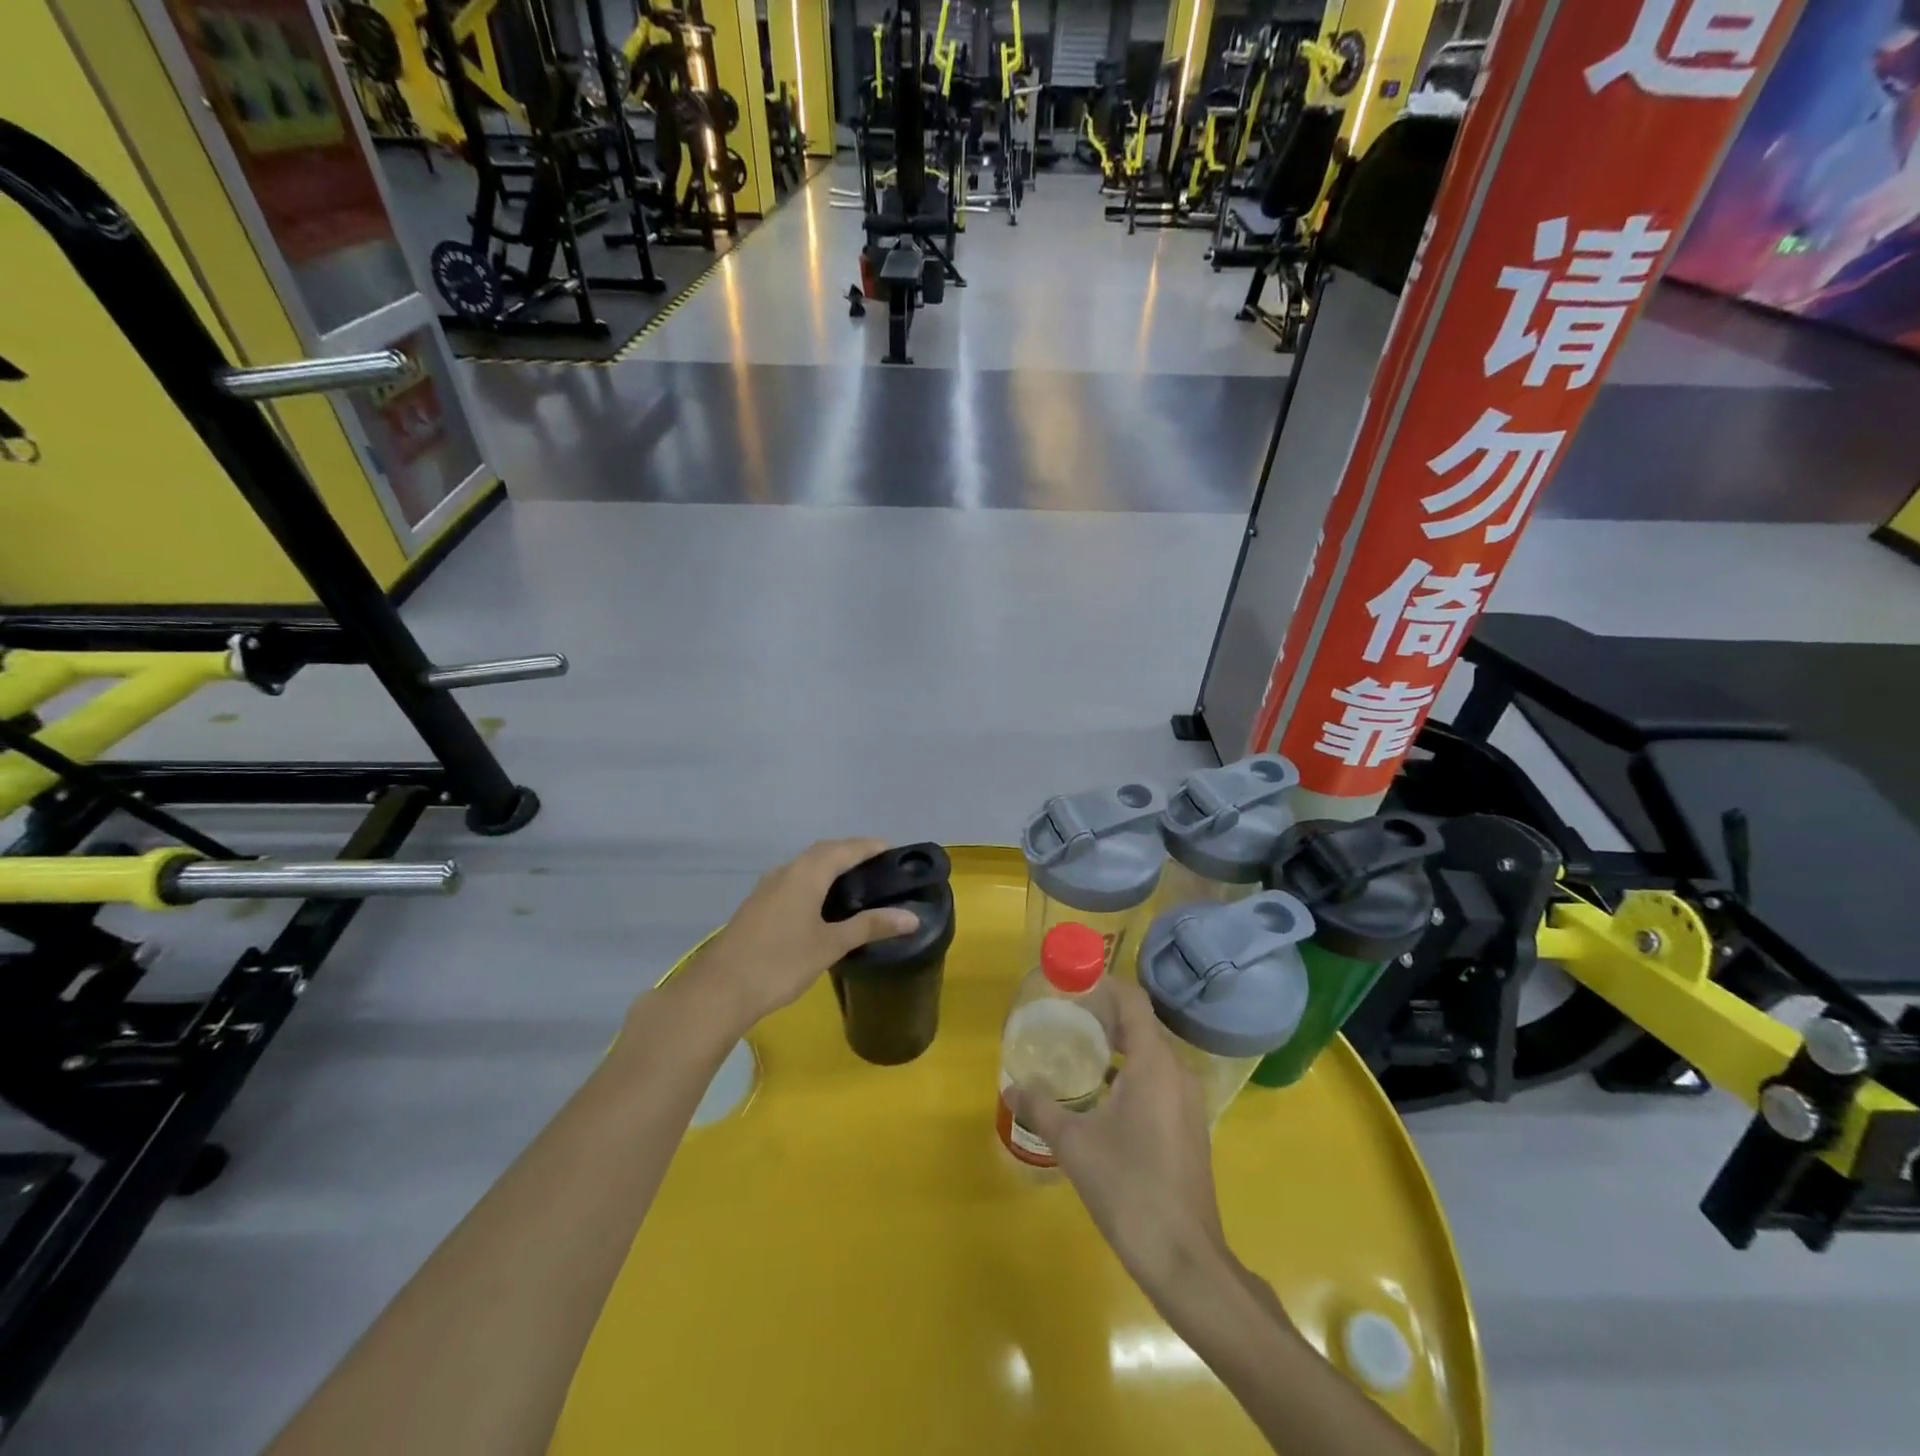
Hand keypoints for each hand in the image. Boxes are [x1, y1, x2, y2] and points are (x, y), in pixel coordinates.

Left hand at [689, 839, 919, 1029]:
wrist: (720, 989)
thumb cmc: (781, 962)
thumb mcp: (830, 945)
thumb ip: (870, 926)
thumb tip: (912, 916)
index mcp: (807, 872)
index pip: (846, 848)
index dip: (871, 846)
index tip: (895, 851)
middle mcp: (787, 870)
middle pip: (825, 851)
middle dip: (852, 852)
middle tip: (879, 867)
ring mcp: (768, 886)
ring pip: (806, 865)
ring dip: (831, 865)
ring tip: (857, 883)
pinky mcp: (758, 903)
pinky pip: (794, 879)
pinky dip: (815, 880)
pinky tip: (823, 903)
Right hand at [1007, 977, 1229, 1300]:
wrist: (1184, 1258)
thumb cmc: (1129, 1188)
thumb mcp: (1074, 1144)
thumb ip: (1041, 1108)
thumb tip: (1012, 1086)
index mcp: (1154, 1063)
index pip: (1133, 1002)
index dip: (1105, 985)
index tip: (1073, 981)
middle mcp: (1177, 1072)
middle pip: (1142, 1025)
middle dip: (1105, 1015)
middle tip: (1065, 1015)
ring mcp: (1187, 1101)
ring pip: (1151, 1054)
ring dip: (1118, 1045)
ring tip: (1078, 1048)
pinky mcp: (1188, 1126)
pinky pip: (1158, 1079)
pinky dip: (1131, 1072)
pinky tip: (1101, 1094)